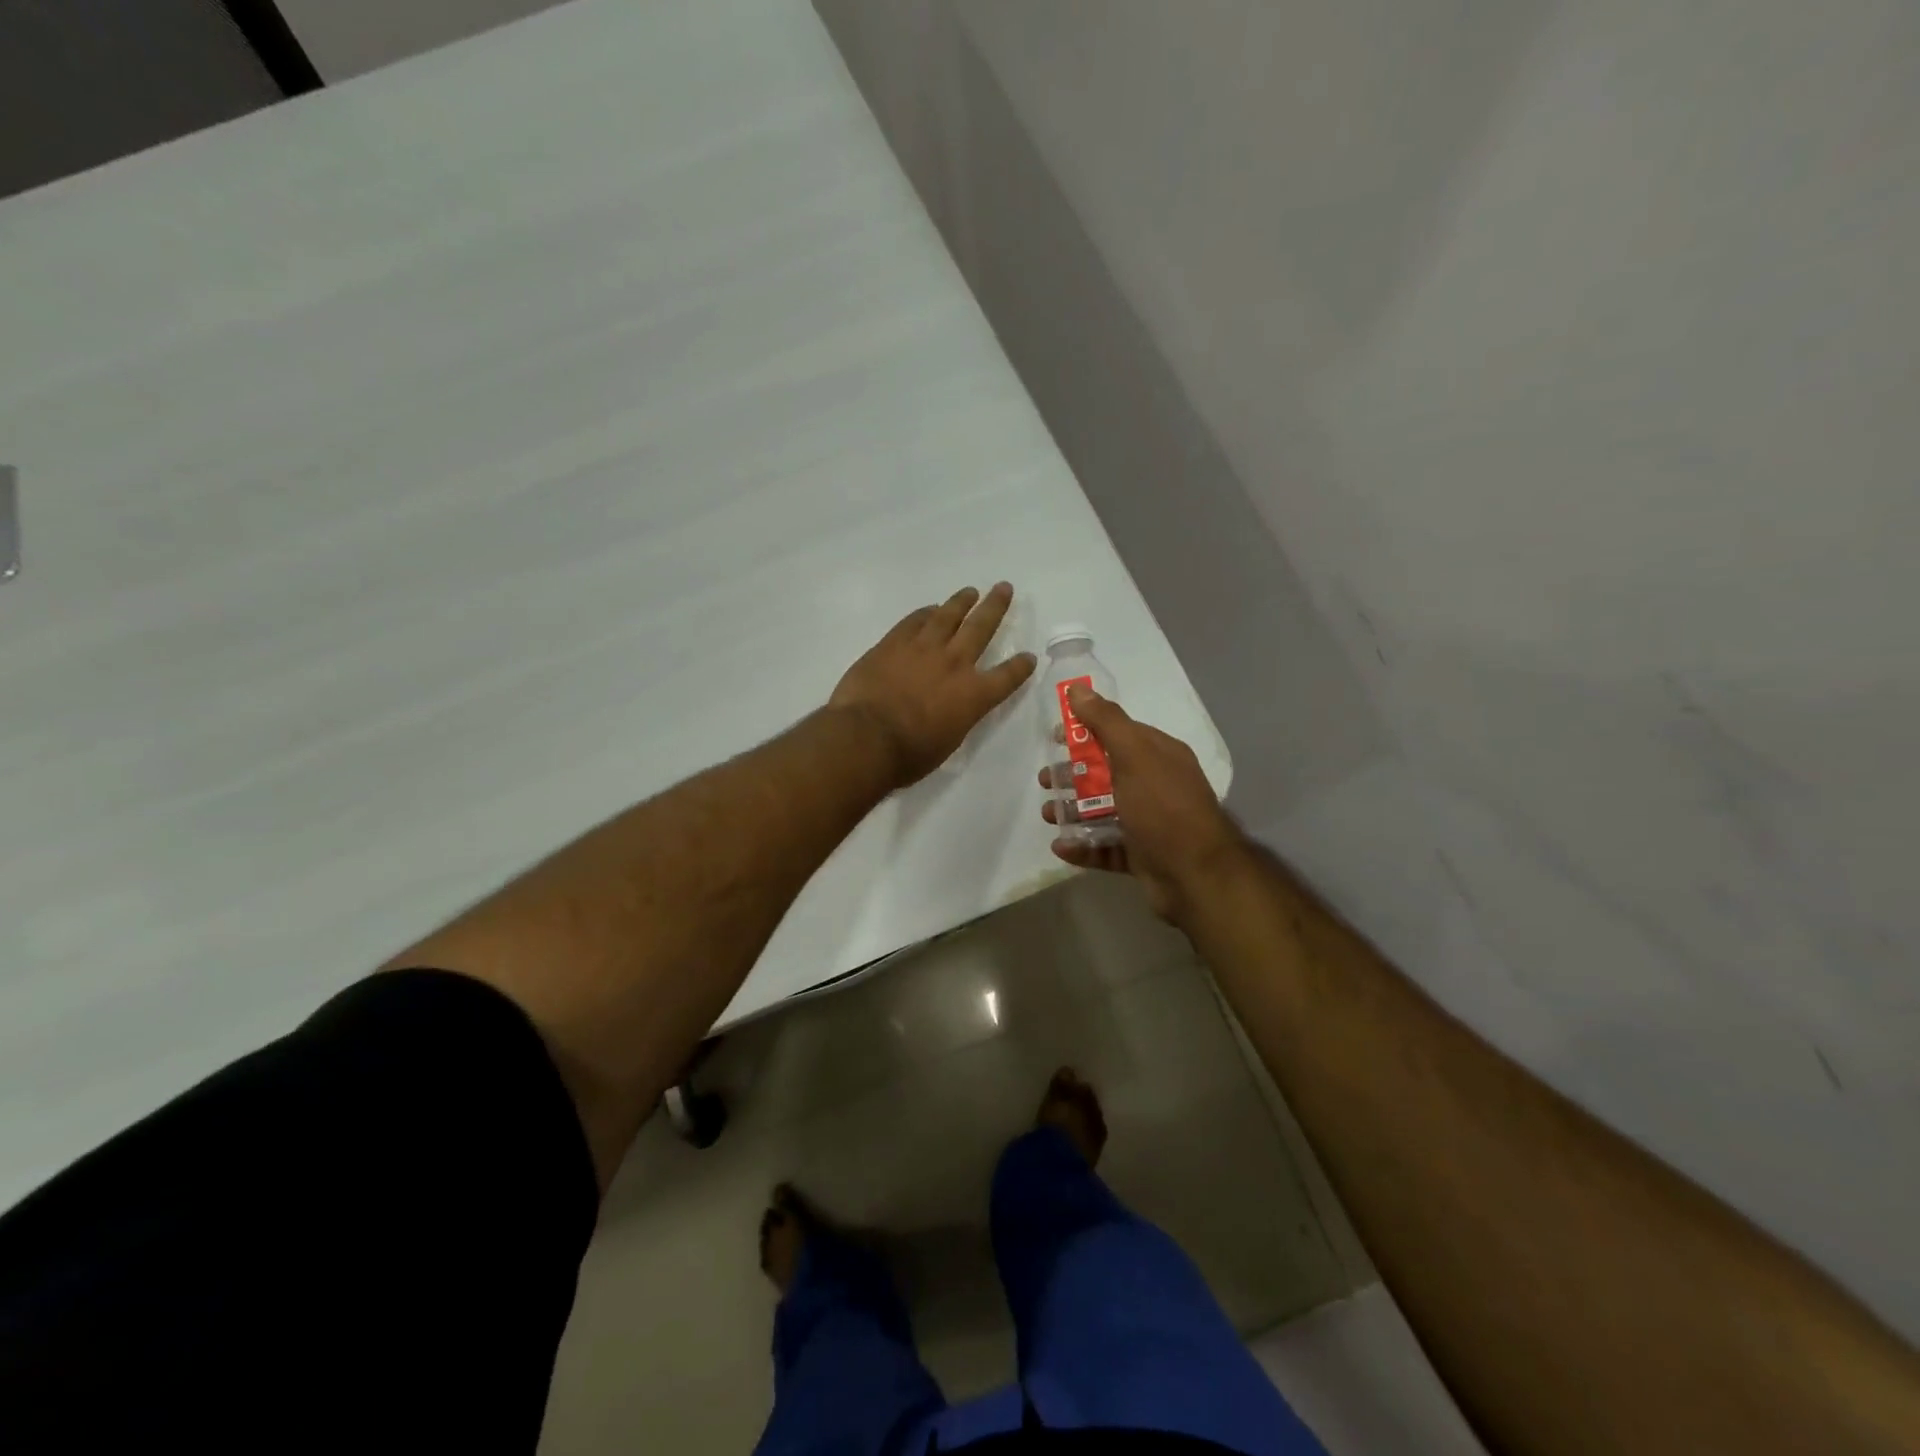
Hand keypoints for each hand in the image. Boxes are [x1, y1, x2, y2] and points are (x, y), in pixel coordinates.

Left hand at [831, 583, 1036, 788]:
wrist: (867, 737)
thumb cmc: (910, 754)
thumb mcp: (947, 743)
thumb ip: (956, 719)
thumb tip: (951, 710)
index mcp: (974, 695)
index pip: (1007, 677)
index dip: (1020, 667)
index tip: (1029, 657)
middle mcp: (955, 664)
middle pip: (981, 627)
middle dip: (995, 607)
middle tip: (1004, 588)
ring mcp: (923, 648)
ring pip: (947, 615)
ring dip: (961, 601)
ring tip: (970, 591)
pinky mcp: (894, 643)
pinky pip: (914, 620)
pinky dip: (925, 613)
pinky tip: (930, 609)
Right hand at [1039, 685, 1246, 921]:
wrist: (1196, 875)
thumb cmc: (1163, 807)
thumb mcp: (1134, 755)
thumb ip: (1106, 722)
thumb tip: (1077, 689)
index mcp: (1158, 756)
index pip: (1117, 733)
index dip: (1085, 731)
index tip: (1054, 738)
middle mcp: (1155, 785)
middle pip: (1106, 773)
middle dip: (1072, 774)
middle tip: (1045, 781)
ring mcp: (1148, 822)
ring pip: (1102, 811)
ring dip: (1072, 810)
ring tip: (1048, 815)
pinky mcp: (1141, 855)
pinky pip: (1105, 846)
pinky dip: (1082, 846)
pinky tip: (1060, 847)